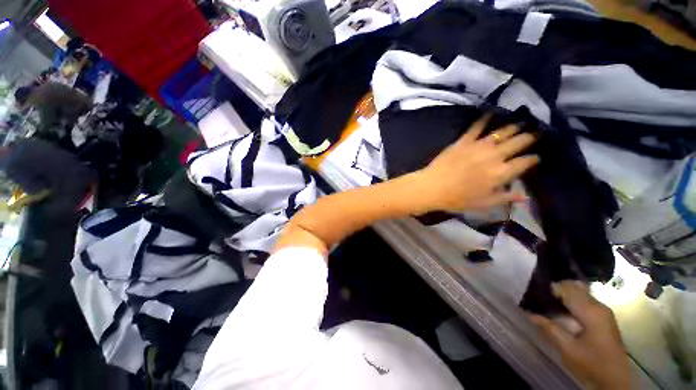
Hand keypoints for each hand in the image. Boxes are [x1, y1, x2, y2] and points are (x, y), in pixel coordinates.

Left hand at [415, 114, 538, 212]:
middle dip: (529, 137)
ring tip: (522, 121)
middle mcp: (494, 156)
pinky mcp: (463, 141)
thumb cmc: (456, 199)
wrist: (432, 187)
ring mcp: (478, 146)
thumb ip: (504, 197)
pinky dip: (484, 118)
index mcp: (501, 173)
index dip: (533, 159)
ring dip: (514, 126)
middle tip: (536, 132)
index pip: (524, 162)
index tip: (536, 157)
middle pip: (518, 142)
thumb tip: (524, 196)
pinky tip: (491, 112)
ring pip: (502, 132)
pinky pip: (476, 127)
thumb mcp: (483, 203)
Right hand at [530, 281, 631, 388]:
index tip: (533, 291)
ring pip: (580, 292)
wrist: (615, 378)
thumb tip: (530, 314)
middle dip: (557, 289)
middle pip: (575, 288)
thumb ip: (550, 329)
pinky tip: (562, 308)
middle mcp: (598, 306)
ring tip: (548, 300)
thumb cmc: (592, 362)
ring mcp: (603, 311)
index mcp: (591, 311)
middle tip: (538, 295)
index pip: (567, 289)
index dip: (550, 288)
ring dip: (564, 293)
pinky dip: (572, 299)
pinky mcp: (604, 317)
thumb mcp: (568, 349)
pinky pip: (585, 300)